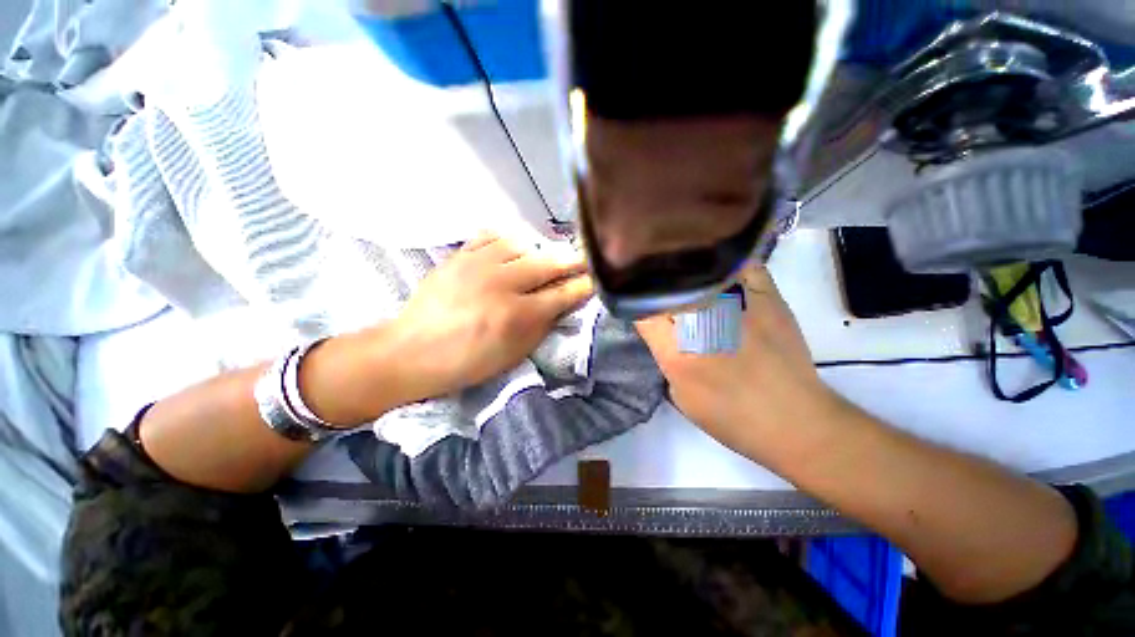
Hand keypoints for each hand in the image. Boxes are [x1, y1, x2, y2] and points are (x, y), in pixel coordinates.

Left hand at [391, 233, 593, 400]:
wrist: (413, 351)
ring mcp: (478, 265)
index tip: (597, 280)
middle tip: (585, 258)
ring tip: (542, 259)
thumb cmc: (468, 362)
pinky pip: (491, 236)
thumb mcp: (514, 354)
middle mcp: (501, 284)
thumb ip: (542, 326)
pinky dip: (507, 241)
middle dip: (571, 261)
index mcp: (516, 315)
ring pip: (522, 244)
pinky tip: (511, 249)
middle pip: (547, 263)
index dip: (584, 286)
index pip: (562, 294)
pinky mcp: (459, 256)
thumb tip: (562, 303)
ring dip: (538, 251)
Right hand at [635, 264, 833, 456]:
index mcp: (677, 350)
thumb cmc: (730, 416)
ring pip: (700, 269)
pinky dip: (727, 263)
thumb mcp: (680, 394)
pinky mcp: (768, 297)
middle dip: (658, 286)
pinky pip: (742, 265)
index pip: (642, 310)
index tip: (638, 303)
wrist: (793, 420)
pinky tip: (718, 268)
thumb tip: (662, 329)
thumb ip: (666, 356)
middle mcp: (703, 321)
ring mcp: (737, 304)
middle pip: (668, 286)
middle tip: (658, 289)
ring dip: (687, 271)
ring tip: (681, 271)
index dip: (637, 303)